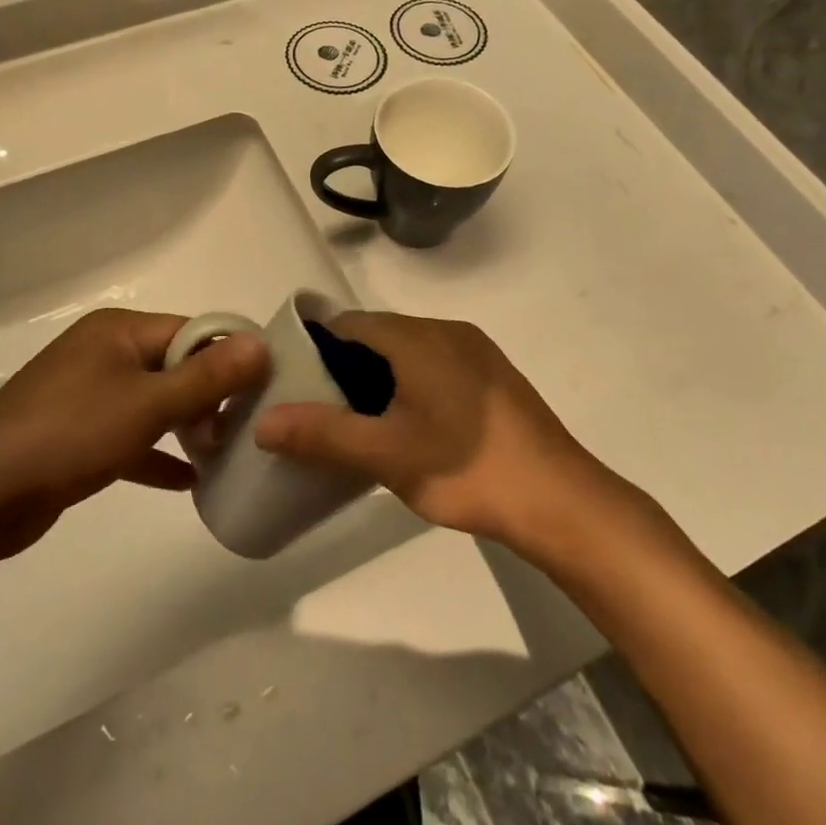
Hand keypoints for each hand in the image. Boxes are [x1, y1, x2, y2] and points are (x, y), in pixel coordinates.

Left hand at [0, 308, 266, 556]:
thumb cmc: (70, 433)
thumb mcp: (148, 404)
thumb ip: (207, 376)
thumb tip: (260, 343)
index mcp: (120, 330)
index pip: (192, 331)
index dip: (230, 357)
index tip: (265, 389)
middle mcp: (104, 352)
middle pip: (174, 366)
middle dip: (211, 397)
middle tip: (247, 430)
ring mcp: (87, 393)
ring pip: (153, 402)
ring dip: (187, 427)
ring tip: (226, 455)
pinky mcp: (76, 433)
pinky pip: (130, 436)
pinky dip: (157, 454)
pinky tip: (189, 482)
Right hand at [254, 312, 614, 548]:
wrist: (562, 501)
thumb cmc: (468, 470)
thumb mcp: (386, 456)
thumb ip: (323, 435)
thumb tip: (263, 421)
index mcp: (418, 337)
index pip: (349, 323)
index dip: (315, 348)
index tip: (293, 384)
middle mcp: (447, 330)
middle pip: (378, 335)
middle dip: (345, 367)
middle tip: (321, 411)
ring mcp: (475, 351)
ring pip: (407, 351)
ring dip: (378, 378)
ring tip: (358, 423)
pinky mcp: (493, 375)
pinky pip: (435, 364)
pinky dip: (409, 384)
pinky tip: (408, 426)